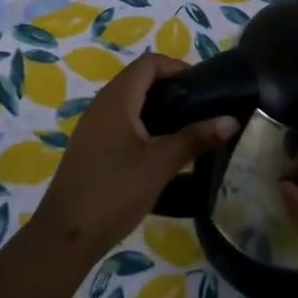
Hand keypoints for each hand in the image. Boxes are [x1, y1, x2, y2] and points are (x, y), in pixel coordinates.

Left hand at [34, 52, 236, 259]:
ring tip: (188, 128)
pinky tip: (162, 149)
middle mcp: (102, 103)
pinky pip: (122, 121)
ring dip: (159, 108)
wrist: (66, 234)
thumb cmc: (115, 191)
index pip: (149, 63)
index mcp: (116, 98)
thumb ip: (195, 138)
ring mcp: (94, 125)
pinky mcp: (92, 146)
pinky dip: (145, 124)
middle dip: (172, 88)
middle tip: (202, 108)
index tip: (205, 87)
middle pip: (140, 79)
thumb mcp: (160, 164)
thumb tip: (231, 120)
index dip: (178, 67)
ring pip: (131, 102)